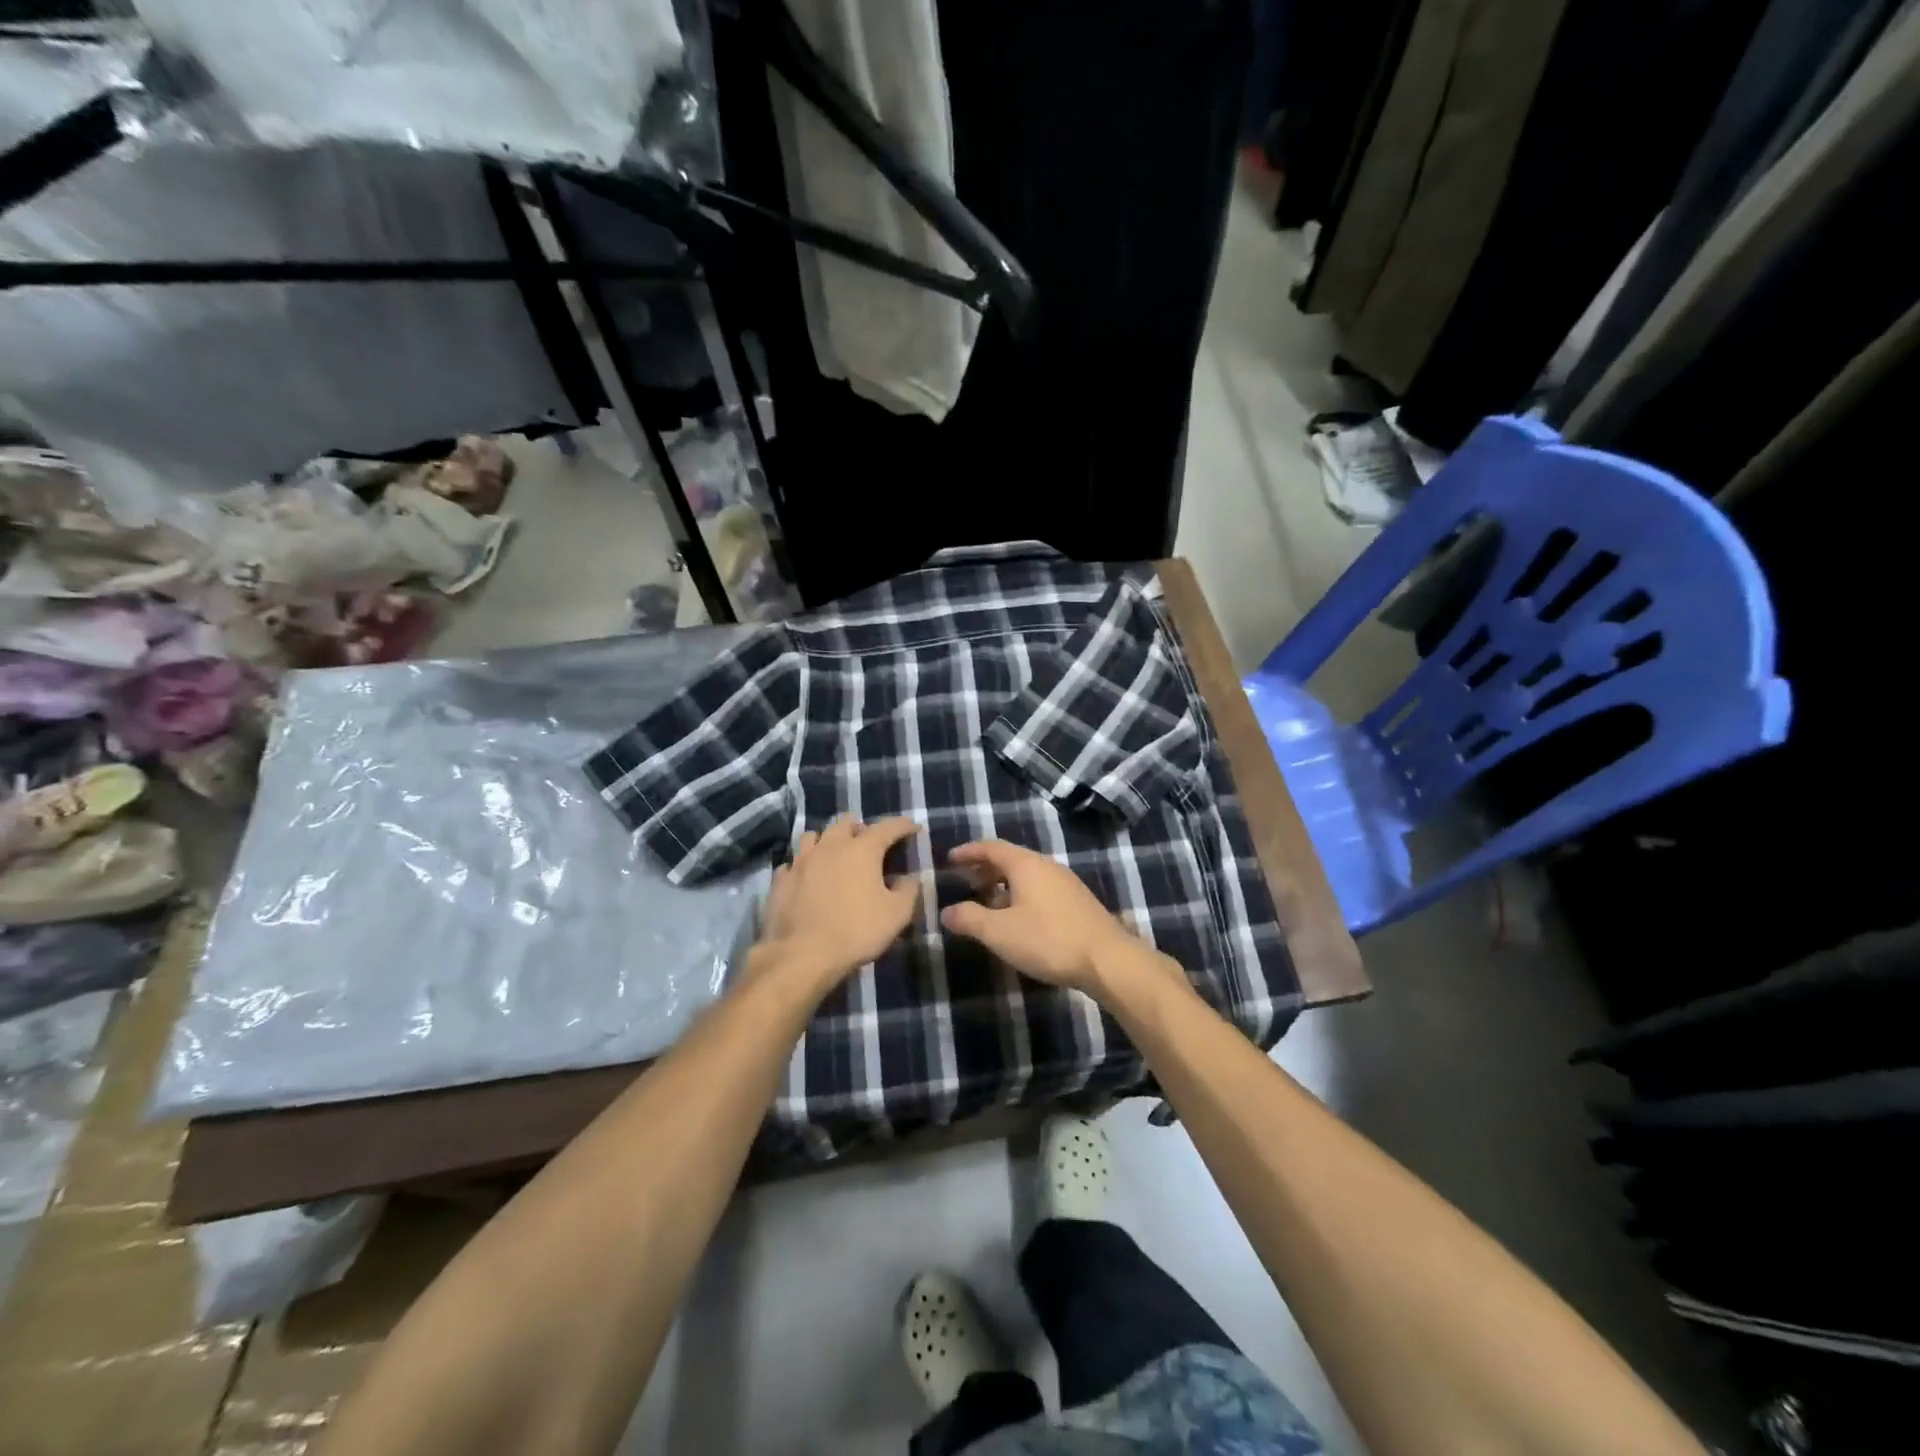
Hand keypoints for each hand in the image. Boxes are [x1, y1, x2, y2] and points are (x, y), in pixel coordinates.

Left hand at [755, 816, 921, 993]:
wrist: (802, 955)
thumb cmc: (856, 931)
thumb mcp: (897, 914)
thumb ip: (908, 890)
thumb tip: (908, 878)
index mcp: (862, 849)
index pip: (887, 827)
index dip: (903, 825)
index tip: (913, 828)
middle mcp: (830, 846)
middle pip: (845, 822)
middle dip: (860, 827)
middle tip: (868, 844)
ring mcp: (801, 861)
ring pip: (813, 836)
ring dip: (827, 841)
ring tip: (834, 855)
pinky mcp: (781, 880)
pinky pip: (793, 863)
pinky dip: (804, 866)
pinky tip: (807, 878)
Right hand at [939, 840, 1138, 994]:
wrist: (1107, 959)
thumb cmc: (1048, 939)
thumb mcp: (999, 932)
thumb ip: (969, 919)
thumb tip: (946, 912)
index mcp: (1025, 864)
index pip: (990, 847)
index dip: (968, 852)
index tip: (949, 859)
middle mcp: (1046, 865)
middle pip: (1010, 858)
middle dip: (985, 868)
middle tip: (965, 882)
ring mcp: (1065, 883)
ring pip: (1027, 875)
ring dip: (1003, 884)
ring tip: (988, 903)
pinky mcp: (1077, 901)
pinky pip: (1041, 888)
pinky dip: (1021, 895)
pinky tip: (1018, 919)